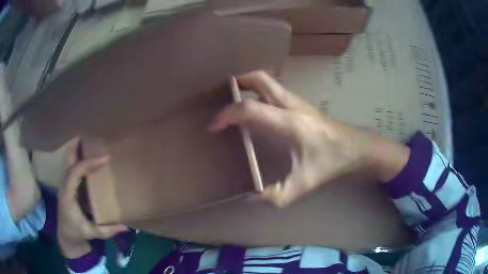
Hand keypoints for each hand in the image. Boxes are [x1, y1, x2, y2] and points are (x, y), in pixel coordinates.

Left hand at [57, 139, 127, 258]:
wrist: (66, 236)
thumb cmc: (77, 233)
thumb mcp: (92, 233)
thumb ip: (108, 230)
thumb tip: (126, 226)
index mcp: (68, 195)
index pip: (76, 172)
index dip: (89, 163)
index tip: (105, 159)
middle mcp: (64, 186)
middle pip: (68, 160)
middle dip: (77, 146)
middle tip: (90, 134)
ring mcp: (65, 185)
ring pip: (70, 162)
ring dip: (78, 150)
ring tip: (90, 141)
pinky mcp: (68, 186)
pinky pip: (73, 168)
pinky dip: (79, 159)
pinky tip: (87, 156)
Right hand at [210, 71, 408, 206]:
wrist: (354, 147)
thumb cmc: (331, 162)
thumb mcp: (304, 184)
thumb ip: (277, 195)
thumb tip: (252, 197)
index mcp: (289, 123)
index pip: (250, 109)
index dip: (227, 115)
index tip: (214, 126)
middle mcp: (291, 105)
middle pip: (261, 79)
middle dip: (239, 82)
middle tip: (224, 96)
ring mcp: (297, 101)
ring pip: (269, 81)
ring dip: (250, 84)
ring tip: (236, 98)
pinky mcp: (301, 104)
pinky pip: (275, 90)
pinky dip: (261, 91)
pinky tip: (258, 107)